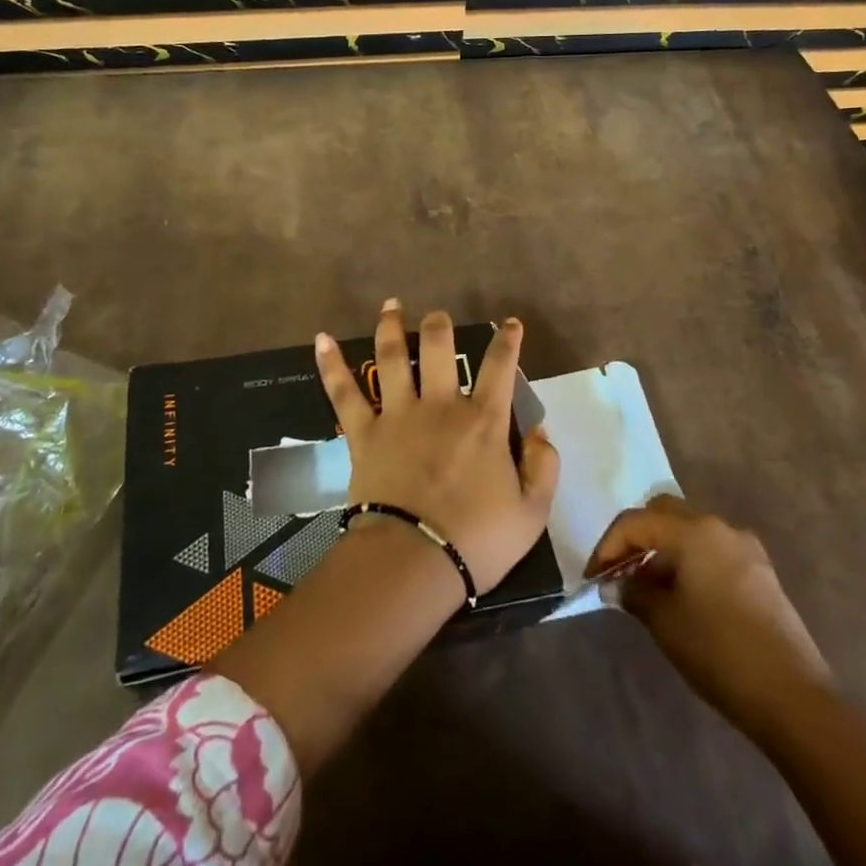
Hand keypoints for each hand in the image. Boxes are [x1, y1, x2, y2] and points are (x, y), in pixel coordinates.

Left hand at [316, 300, 558, 595]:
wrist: (414, 560)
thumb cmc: (477, 540)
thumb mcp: (532, 513)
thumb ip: (543, 466)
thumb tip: (539, 431)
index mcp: (483, 421)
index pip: (500, 368)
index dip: (507, 341)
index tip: (510, 323)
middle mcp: (440, 406)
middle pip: (439, 349)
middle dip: (439, 326)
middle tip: (437, 315)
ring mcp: (398, 415)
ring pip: (393, 358)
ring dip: (391, 327)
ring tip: (391, 305)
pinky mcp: (364, 433)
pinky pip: (344, 393)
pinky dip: (331, 365)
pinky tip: (321, 339)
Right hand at [587, 495, 830, 740]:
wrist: (793, 698)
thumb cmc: (718, 651)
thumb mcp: (664, 621)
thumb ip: (633, 592)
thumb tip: (618, 583)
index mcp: (693, 531)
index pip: (635, 522)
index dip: (608, 546)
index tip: (594, 577)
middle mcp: (719, 526)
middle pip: (664, 513)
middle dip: (636, 537)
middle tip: (619, 570)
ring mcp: (745, 547)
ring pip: (690, 530)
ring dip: (663, 549)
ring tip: (647, 587)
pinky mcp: (761, 572)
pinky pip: (712, 550)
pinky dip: (688, 560)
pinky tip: (681, 596)